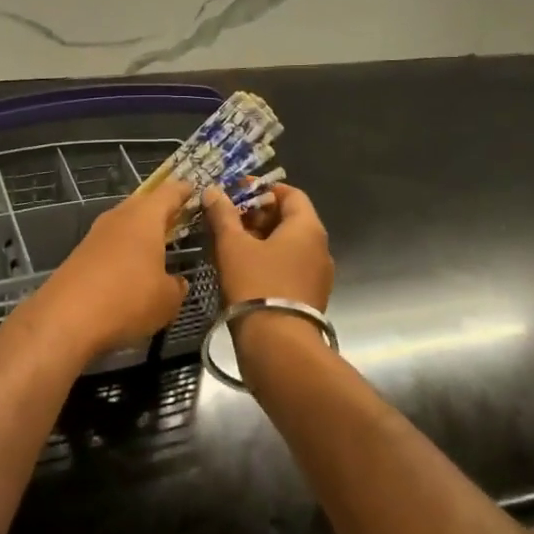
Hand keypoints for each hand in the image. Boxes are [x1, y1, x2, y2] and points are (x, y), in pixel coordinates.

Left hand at [22, 180, 194, 363]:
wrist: (65, 319)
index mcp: (144, 217)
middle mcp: (118, 218)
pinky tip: (132, 271)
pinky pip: (110, 245)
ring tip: (159, 247)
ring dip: (141, 233)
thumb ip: (177, 285)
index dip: (184, 191)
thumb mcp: (168, 299)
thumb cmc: (127, 300)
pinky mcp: (80, 256)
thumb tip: (175, 281)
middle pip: (143, 205)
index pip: (169, 192)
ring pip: (124, 225)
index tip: (195, 190)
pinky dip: (124, 252)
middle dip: (161, 212)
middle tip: (181, 220)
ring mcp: (95, 236)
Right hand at [201, 184, 333, 312]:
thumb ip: (223, 215)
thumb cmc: (256, 284)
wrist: (277, 344)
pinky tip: (242, 269)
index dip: (262, 189)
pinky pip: (289, 267)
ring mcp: (318, 274)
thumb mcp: (232, 245)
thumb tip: (213, 191)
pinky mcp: (309, 297)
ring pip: (288, 245)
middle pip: (289, 219)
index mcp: (307, 228)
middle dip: (258, 215)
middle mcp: (320, 247)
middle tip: (227, 218)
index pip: (290, 193)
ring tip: (230, 243)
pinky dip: (268, 261)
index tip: (236, 192)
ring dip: (261, 239)